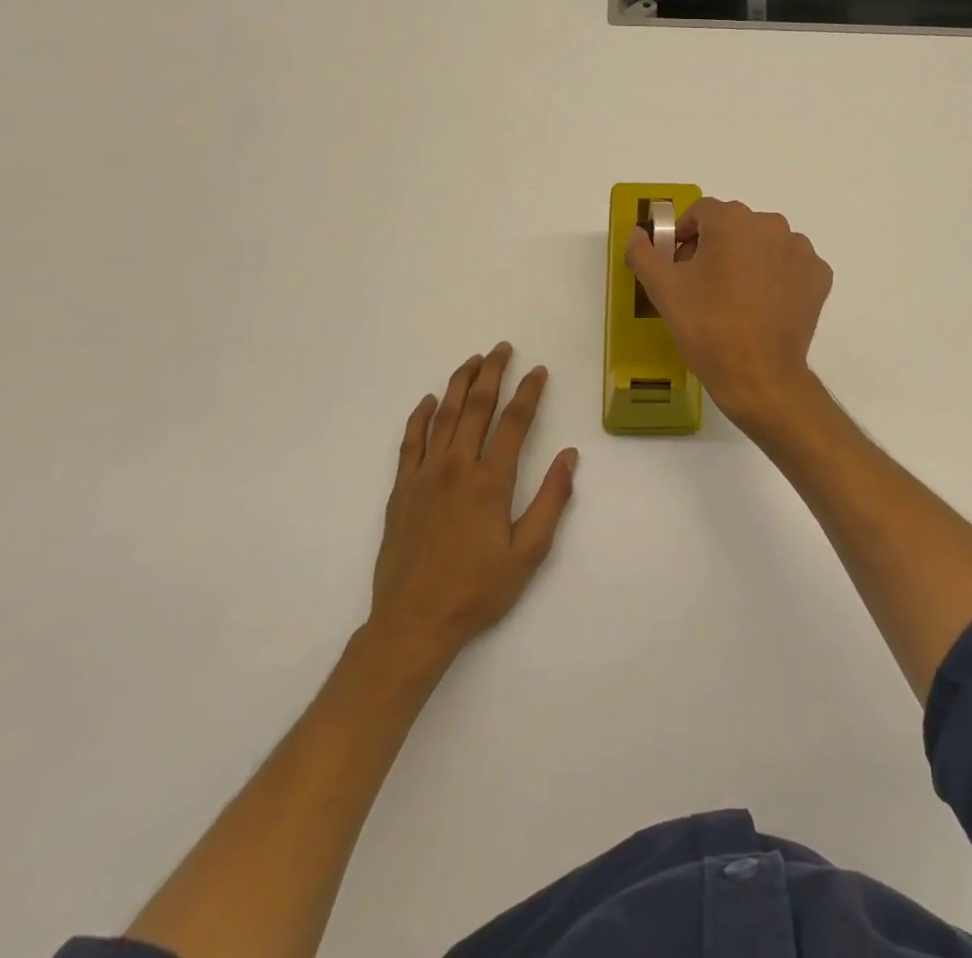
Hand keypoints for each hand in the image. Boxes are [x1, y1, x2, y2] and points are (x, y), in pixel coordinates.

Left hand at [364, 343, 577, 670]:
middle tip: (502, 348)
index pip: (514, 422)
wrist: (413, 623)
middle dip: (492, 373)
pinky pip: (410, 442)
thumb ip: (552, 500)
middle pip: (476, 406)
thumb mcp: (529, 552)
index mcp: (491, 481)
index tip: (538, 370)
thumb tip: (569, 456)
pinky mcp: (401, 490)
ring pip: (443, 416)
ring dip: (459, 384)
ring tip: (472, 361)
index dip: (529, 392)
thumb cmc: (478, 590)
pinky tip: (428, 401)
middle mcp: (457, 467)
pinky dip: (420, 417)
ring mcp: (424, 475)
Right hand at [624, 198, 832, 430]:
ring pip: (765, 245)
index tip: (678, 266)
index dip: (684, 236)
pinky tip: (763, 307)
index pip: (701, 213)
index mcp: (733, 220)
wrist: (758, 375)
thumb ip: (643, 253)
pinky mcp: (819, 276)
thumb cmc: (707, 326)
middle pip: (735, 227)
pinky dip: (777, 278)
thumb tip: (638, 233)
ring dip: (748, 260)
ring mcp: (801, 250)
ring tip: (735, 299)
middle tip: (702, 286)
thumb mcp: (663, 289)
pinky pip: (790, 267)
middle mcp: (772, 224)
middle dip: (716, 248)